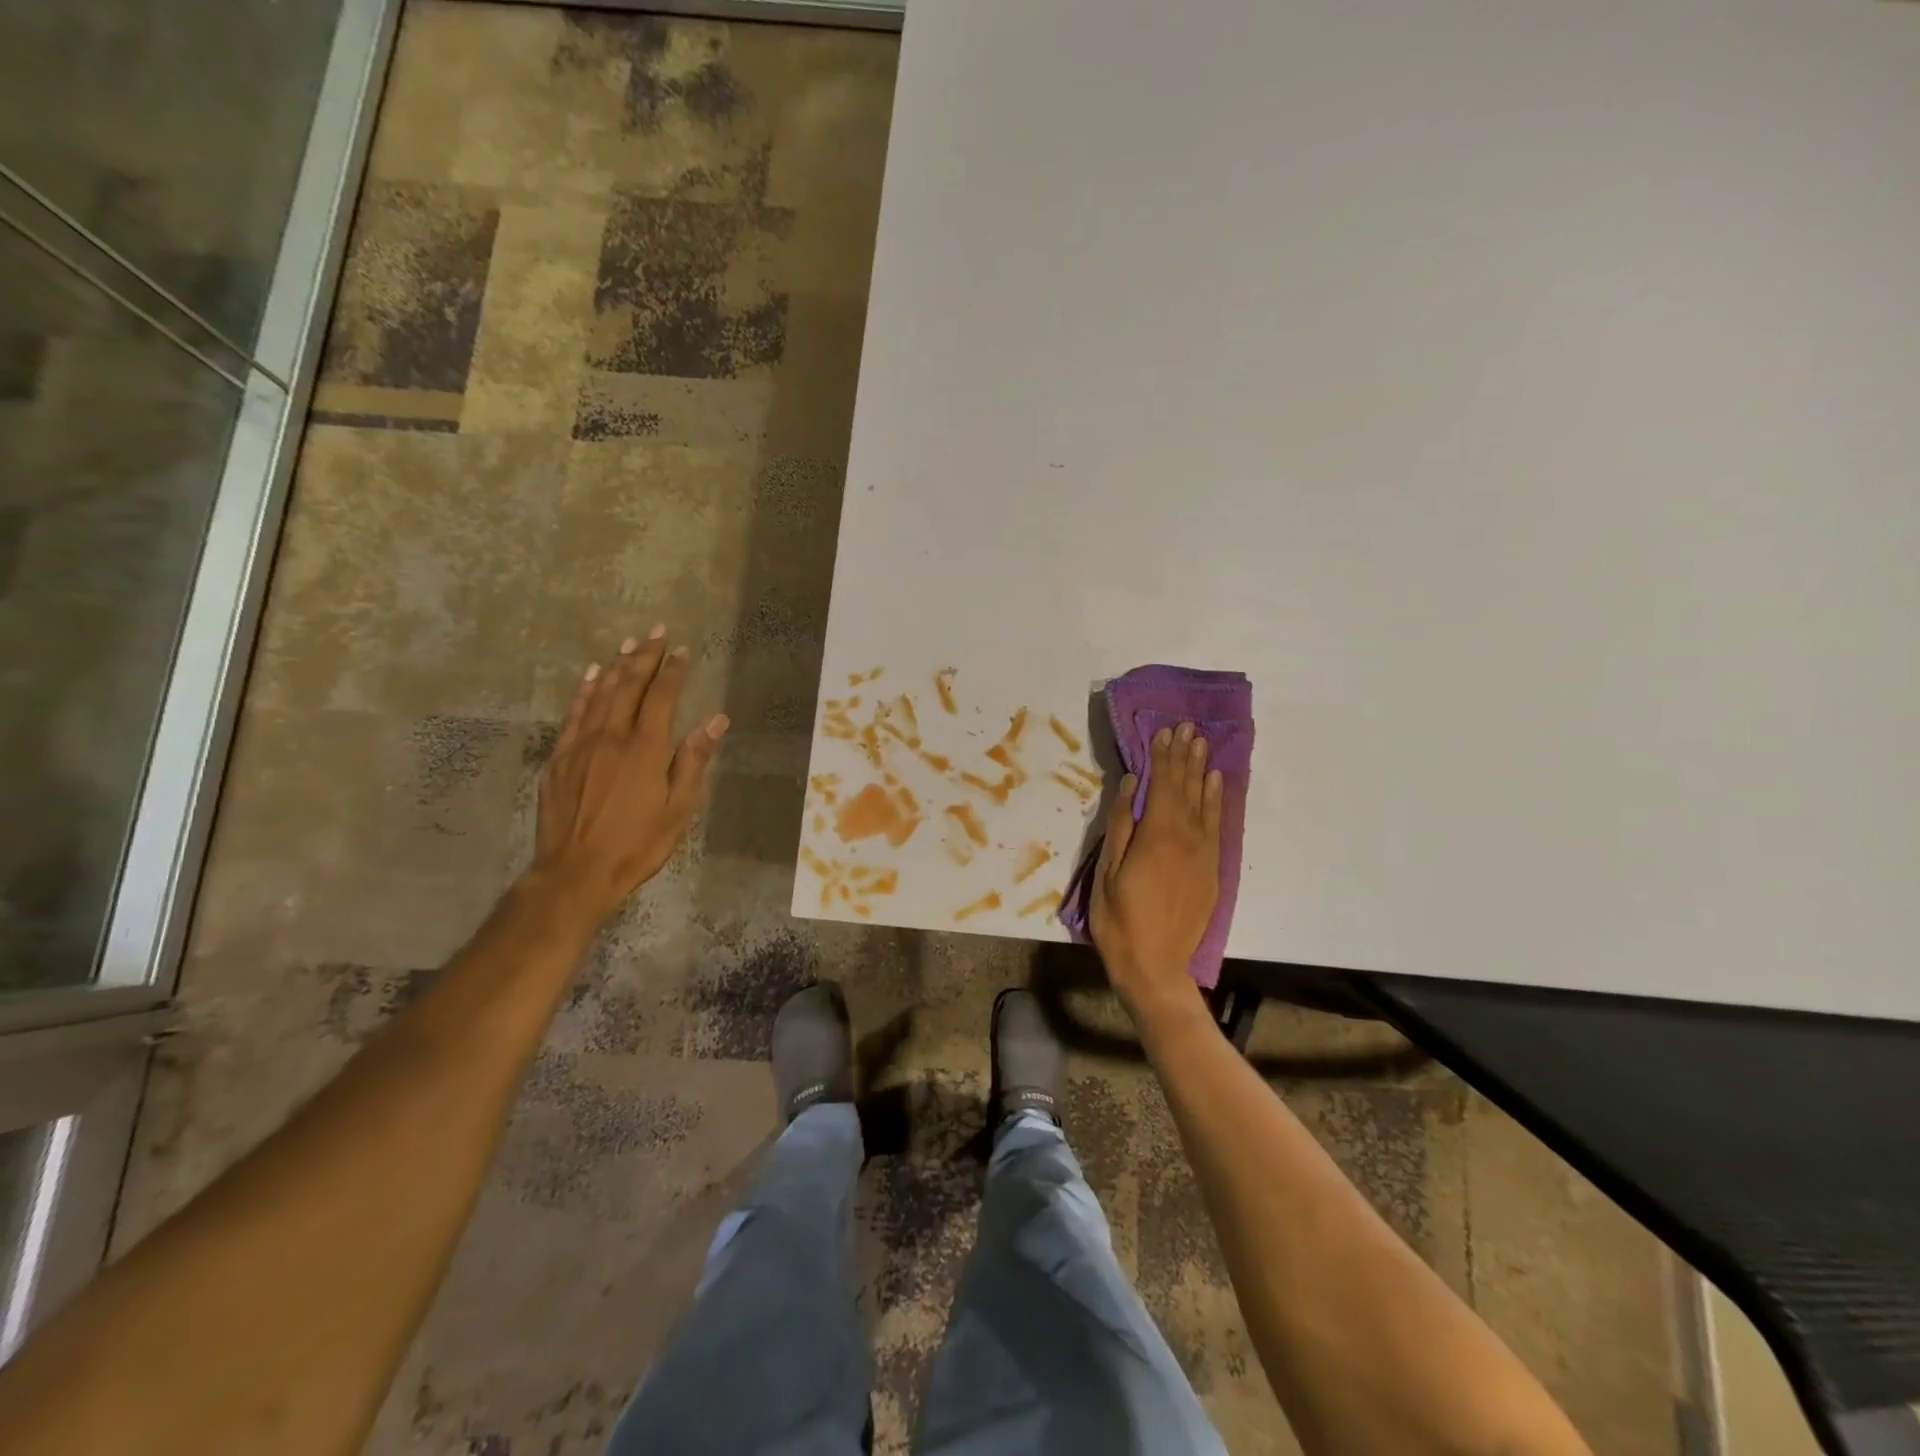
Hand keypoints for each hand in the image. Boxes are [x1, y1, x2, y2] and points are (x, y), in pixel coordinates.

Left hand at [532, 626, 728, 921]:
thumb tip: (716, 721)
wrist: (575, 872)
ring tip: (627, 643)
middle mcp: (612, 736)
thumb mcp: (679, 808)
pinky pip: (573, 714)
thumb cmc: (637, 844)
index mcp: (645, 748)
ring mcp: (580, 745)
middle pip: (628, 685)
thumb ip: (694, 760)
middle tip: (655, 631)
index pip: (662, 697)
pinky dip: (583, 691)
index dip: (673, 671)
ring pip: (599, 694)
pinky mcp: (558, 759)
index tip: (682, 650)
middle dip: (644, 656)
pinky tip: (589, 676)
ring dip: (614, 666)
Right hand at [1088, 723, 1222, 1026]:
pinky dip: (1217, 800)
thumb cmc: (1119, 920)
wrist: (1156, 967)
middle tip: (1187, 727)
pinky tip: (1216, 782)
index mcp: (1157, 835)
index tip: (1163, 731)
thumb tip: (1133, 783)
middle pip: (1186, 788)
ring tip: (1201, 744)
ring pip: (1205, 802)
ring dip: (1201, 771)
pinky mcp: (1212, 869)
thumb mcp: (1106, 871)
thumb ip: (1121, 824)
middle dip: (1184, 756)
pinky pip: (1216, 824)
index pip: (1162, 785)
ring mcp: (1204, 853)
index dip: (1162, 757)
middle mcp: (1187, 837)